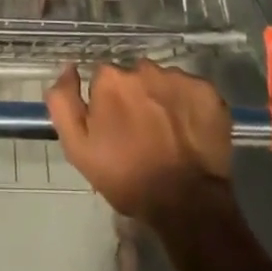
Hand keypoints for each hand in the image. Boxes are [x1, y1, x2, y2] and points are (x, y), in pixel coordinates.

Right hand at [46, 60, 235, 233]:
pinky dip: (189, 106)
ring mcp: (178, 78)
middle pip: (134, 77)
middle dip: (135, 98)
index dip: (108, 104)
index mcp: (111, 79)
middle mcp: (143, 68)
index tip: (115, 128)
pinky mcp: (207, 91)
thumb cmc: (127, 177)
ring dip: (162, 100)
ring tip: (168, 134)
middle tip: (142, 133)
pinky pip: (192, 90)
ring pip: (163, 82)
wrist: (185, 202)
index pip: (104, 79)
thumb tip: (68, 68)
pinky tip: (189, 132)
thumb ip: (63, 102)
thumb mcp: (78, 148)